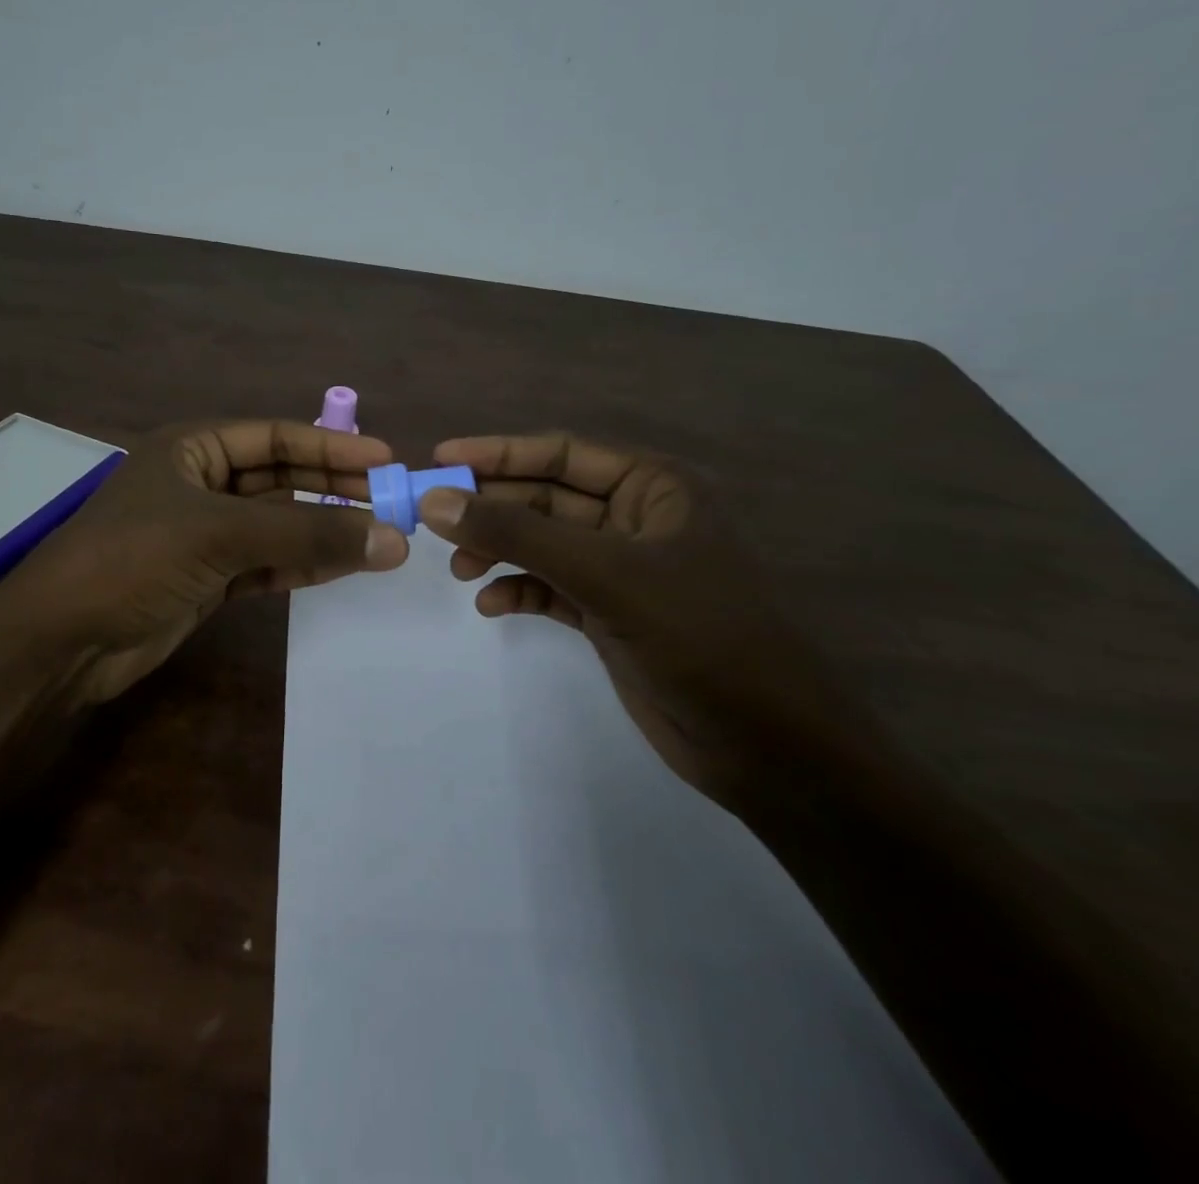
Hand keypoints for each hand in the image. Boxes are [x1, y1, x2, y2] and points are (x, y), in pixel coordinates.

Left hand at [0, 418, 408, 707]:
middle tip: (392, 505)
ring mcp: (203, 534)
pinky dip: (300, 566)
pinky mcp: (206, 579)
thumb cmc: (133, 560)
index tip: (386, 462)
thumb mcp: (221, 535)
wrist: (61, 641)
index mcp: (193, 448)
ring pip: (277, 525)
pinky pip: (265, 564)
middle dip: (333, 492)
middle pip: (281, 480)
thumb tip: (392, 539)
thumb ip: (306, 536)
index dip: (332, 447)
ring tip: (380, 541)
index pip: (276, 437)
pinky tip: (341, 569)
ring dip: (323, 533)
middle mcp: (200, 484)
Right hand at [417, 433, 856, 809]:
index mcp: (654, 487)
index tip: (440, 459)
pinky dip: (518, 590)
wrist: (766, 745)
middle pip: (545, 498)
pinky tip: (490, 604)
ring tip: (459, 568)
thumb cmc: (698, 635)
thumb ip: (518, 534)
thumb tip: (435, 501)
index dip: (499, 452)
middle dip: (492, 509)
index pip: (561, 452)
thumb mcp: (604, 574)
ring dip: (498, 550)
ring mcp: (621, 569)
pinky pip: (549, 586)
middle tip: (432, 520)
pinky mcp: (609, 613)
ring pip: (542, 543)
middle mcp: (636, 519)